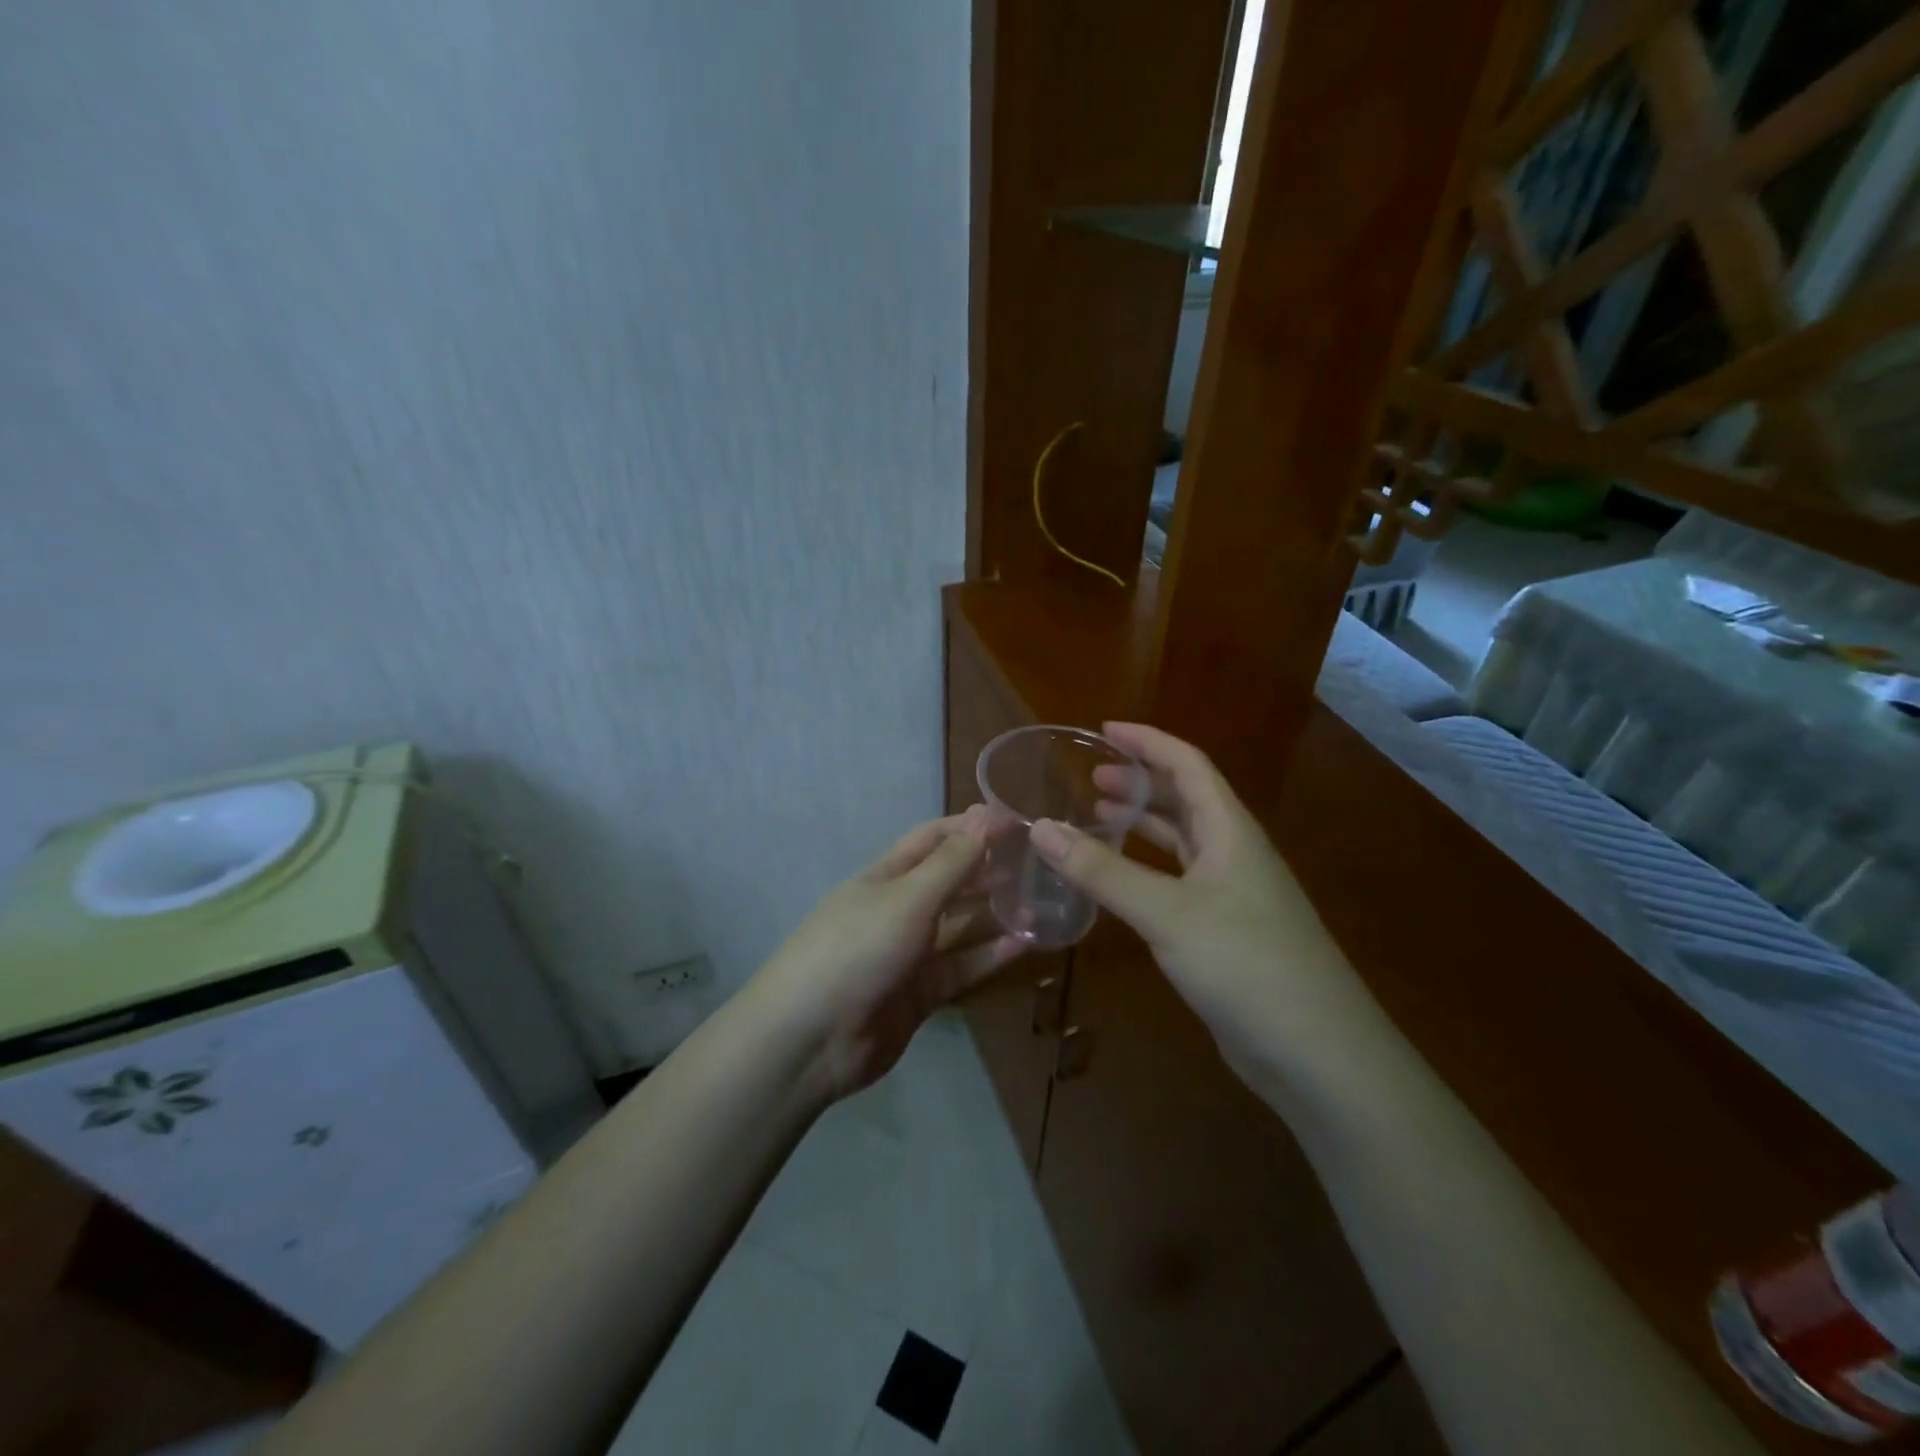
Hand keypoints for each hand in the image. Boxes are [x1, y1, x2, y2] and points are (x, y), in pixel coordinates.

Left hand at [755, 806, 1026, 1098]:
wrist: (811, 1039)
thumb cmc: (857, 949)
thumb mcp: (906, 899)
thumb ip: (950, 864)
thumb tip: (984, 818)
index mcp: (886, 877)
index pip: (932, 839)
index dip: (971, 827)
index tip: (1016, 821)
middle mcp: (899, 909)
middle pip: (950, 880)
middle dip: (988, 868)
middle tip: (1038, 862)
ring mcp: (910, 953)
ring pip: (960, 925)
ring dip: (995, 912)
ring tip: (1042, 899)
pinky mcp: (921, 993)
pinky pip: (962, 967)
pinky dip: (991, 955)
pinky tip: (1026, 942)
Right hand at [1028, 723, 1383, 1080]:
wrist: (1317, 1053)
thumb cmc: (1245, 964)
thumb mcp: (1165, 912)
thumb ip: (1101, 871)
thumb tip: (1040, 828)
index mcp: (1230, 830)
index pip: (1187, 765)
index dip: (1147, 741)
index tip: (1103, 729)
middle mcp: (1234, 852)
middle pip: (1185, 799)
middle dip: (1140, 781)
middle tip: (1090, 775)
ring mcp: (1233, 894)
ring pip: (1182, 842)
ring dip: (1143, 823)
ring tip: (1098, 813)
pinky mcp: (1225, 931)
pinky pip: (1179, 881)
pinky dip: (1146, 869)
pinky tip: (1119, 879)